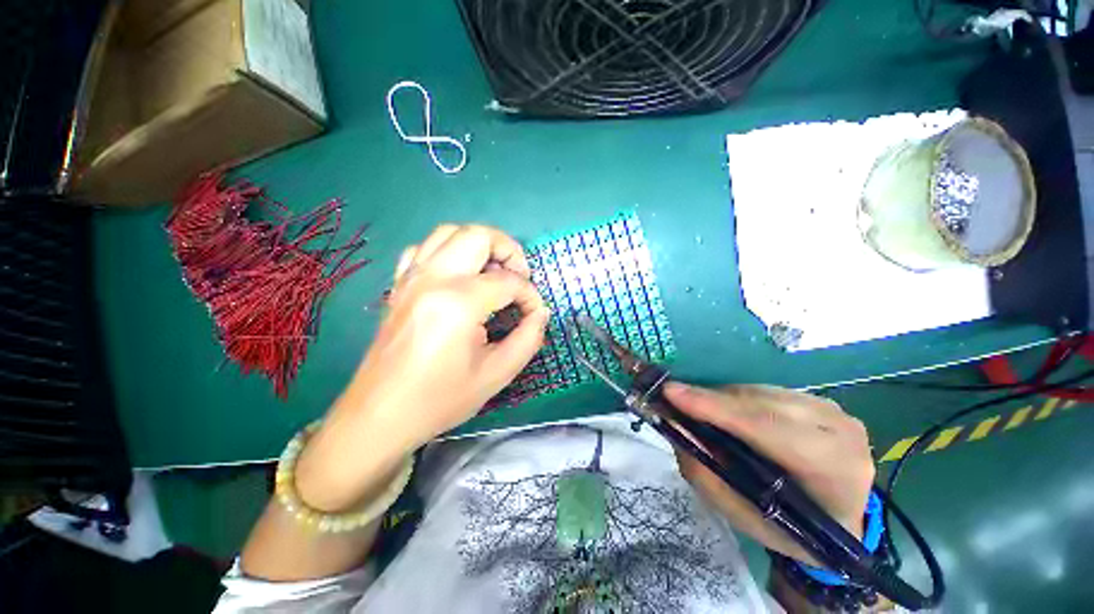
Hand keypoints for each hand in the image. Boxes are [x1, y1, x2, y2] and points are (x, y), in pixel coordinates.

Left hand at [296, 224, 549, 511]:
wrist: (379, 416)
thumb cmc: (440, 399)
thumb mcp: (496, 374)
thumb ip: (528, 338)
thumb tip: (540, 313)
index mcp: (459, 303)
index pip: (509, 282)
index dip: (530, 296)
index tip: (535, 314)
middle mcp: (433, 279)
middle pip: (478, 236)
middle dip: (509, 250)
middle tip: (519, 277)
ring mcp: (411, 278)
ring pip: (449, 232)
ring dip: (479, 245)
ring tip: (493, 271)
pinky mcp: (399, 285)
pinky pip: (424, 248)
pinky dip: (448, 251)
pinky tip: (458, 275)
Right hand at [664, 382, 874, 565]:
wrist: (842, 518)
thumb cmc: (791, 528)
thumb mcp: (743, 516)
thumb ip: (706, 473)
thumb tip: (674, 426)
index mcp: (832, 472)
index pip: (767, 429)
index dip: (716, 408)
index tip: (670, 393)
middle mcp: (839, 432)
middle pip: (760, 403)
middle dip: (711, 400)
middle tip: (672, 399)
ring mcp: (834, 411)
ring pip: (760, 392)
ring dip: (722, 398)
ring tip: (697, 408)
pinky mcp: (821, 401)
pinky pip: (766, 391)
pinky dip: (738, 399)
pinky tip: (726, 412)